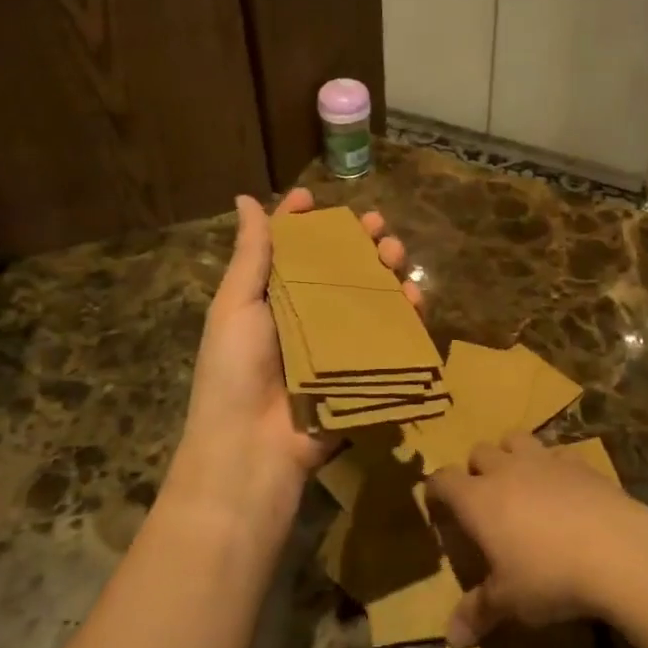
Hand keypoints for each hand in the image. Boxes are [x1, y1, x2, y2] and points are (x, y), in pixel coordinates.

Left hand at [170, 187, 420, 525]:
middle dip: (358, 243)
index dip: (303, 223)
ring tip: (397, 255)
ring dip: (386, 272)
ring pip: (369, 298)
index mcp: (272, 299)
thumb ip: (250, 254)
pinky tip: (413, 297)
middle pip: (338, 270)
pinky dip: (404, 315)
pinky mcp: (362, 371)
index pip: (291, 251)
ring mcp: (336, 345)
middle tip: (377, 226)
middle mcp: (306, 317)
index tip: (316, 198)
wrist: (251, 449)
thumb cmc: (234, 370)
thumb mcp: (235, 306)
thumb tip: (244, 198)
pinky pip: (388, 337)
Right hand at [426, 433, 647, 647]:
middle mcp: (505, 470)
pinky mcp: (579, 462)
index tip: (438, 505)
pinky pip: (557, 453)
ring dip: (511, 454)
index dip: (436, 490)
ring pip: (515, 439)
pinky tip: (564, 489)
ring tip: (520, 481)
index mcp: (477, 499)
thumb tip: (452, 638)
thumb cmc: (549, 576)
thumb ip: (478, 612)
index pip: (443, 480)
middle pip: (479, 452)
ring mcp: (544, 460)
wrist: (617, 550)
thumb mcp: (509, 602)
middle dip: (476, 469)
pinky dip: (553, 465)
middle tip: (484, 499)